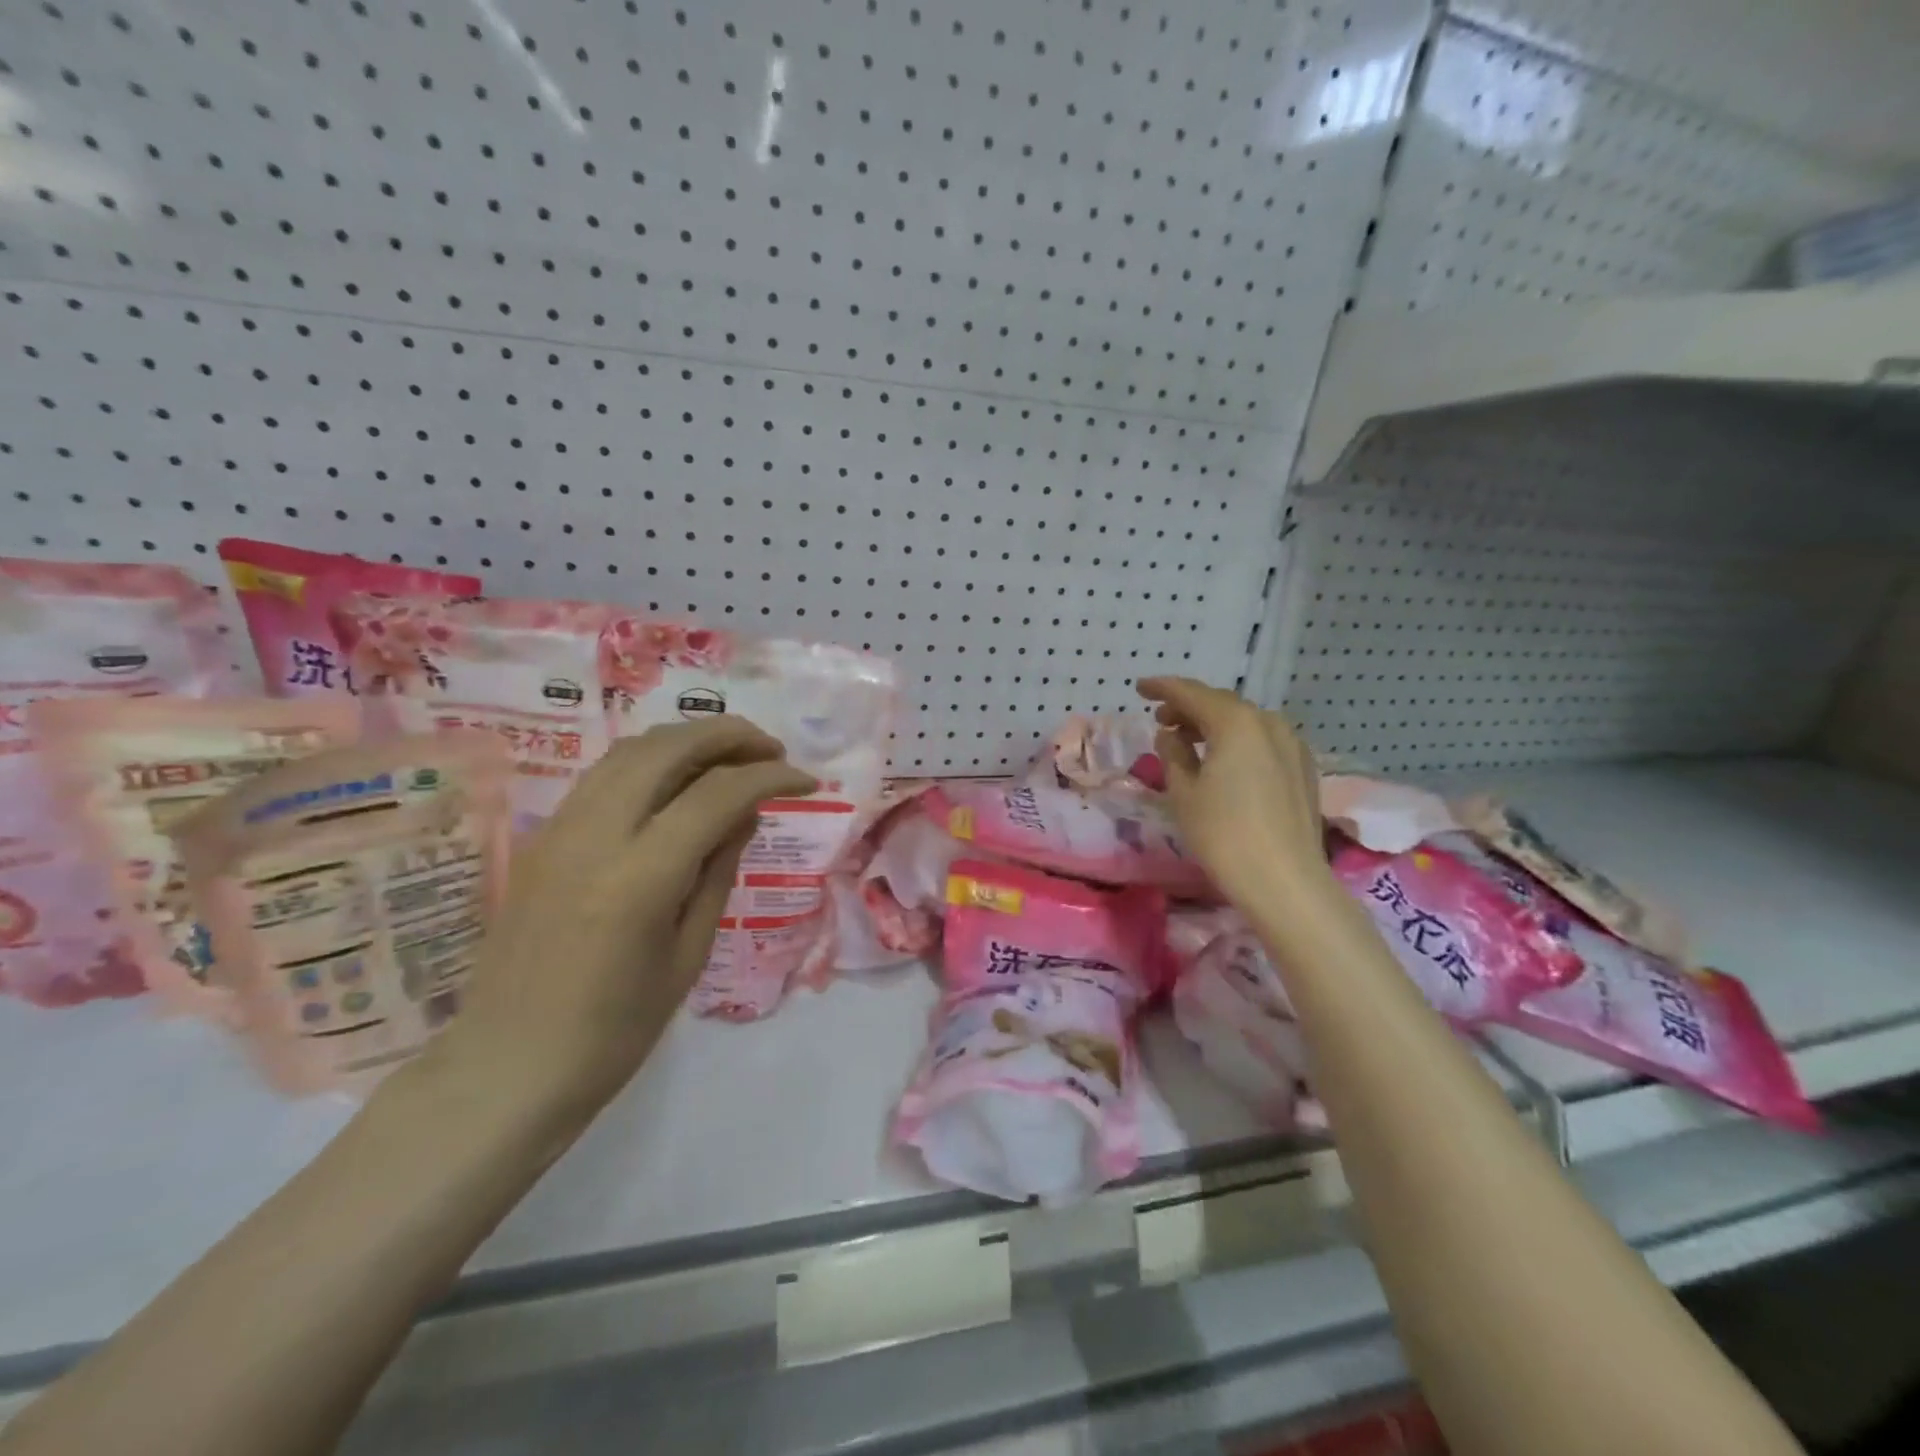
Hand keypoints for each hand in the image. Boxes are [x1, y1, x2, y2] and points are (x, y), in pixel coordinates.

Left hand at [436, 717, 815, 1125]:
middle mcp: (594, 835)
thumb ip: (718, 871)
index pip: (717, 795)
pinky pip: (604, 775)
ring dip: (688, 740)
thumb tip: (746, 812)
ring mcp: (559, 830)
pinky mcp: (542, 838)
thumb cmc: (613, 1032)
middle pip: (667, 748)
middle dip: (728, 735)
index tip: (808, 783)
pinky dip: (652, 761)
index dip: (770, 777)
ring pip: (631, 751)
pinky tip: (679, 782)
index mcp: (638, 877)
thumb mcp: (688, 955)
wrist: (507, 1068)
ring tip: (732, 756)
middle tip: (772, 750)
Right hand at [1137, 676, 1332, 910]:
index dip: (1163, 688)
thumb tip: (1170, 735)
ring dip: (1214, 724)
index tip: (1140, 688)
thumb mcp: (1183, 792)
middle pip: (1221, 704)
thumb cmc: (1223, 834)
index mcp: (1235, 722)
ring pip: (1245, 722)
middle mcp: (1268, 722)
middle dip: (1189, 707)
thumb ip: (1173, 754)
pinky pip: (1263, 740)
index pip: (1191, 693)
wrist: (1284, 880)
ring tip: (1189, 741)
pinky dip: (1238, 741)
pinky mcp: (1303, 768)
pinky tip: (1224, 761)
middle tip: (1161, 720)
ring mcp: (1291, 744)